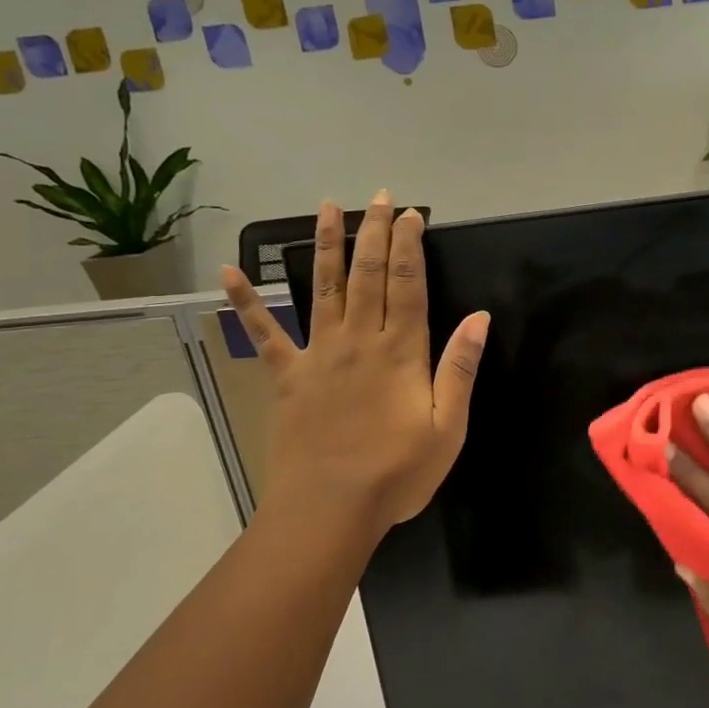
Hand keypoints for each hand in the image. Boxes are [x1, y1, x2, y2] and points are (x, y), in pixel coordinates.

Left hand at [220, 192, 488, 538]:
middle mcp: (358, 341)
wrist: (330, 509)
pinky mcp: (288, 378)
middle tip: (379, 198)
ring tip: (327, 208)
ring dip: (326, 246)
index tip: (412, 215)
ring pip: (324, 289)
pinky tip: (230, 273)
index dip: (410, 247)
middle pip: (369, 276)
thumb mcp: (448, 427)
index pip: (408, 285)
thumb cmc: (397, 472)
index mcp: (400, 352)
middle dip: (375, 233)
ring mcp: (318, 356)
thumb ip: (461, 369)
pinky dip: (246, 303)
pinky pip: (265, 334)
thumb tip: (479, 317)